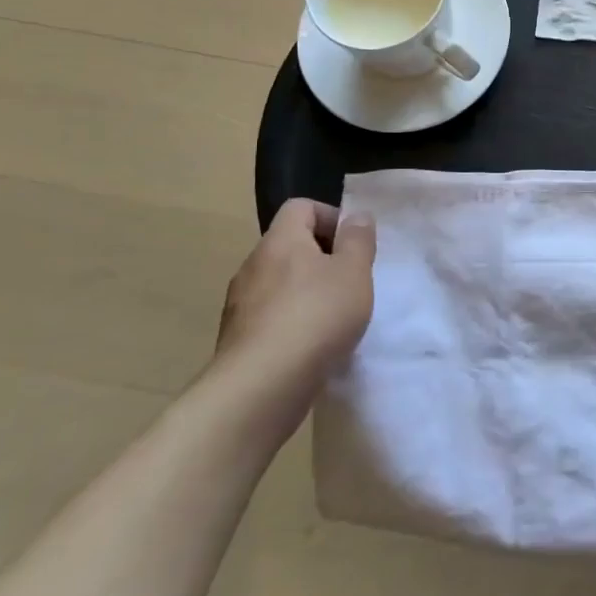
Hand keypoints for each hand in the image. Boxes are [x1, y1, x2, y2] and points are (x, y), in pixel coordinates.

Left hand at [208, 199, 376, 443]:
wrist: (260, 387)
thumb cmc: (316, 316)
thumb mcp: (354, 272)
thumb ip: (358, 240)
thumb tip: (357, 216)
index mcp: (280, 241)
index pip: (301, 207)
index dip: (331, 217)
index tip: (354, 245)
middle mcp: (253, 266)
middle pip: (290, 246)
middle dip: (323, 259)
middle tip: (351, 282)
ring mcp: (240, 304)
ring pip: (280, 284)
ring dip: (307, 293)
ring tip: (334, 318)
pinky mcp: (237, 340)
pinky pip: (270, 317)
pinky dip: (292, 323)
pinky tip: (312, 346)